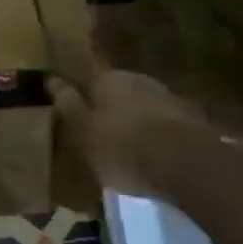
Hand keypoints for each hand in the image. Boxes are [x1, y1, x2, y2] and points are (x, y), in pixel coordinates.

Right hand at [48, 65, 216, 196]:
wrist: (189, 166)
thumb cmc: (122, 147)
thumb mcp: (82, 130)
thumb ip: (68, 104)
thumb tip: (51, 79)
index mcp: (107, 78)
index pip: (85, 77)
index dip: (78, 93)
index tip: (71, 105)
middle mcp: (138, 80)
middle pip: (115, 89)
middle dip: (107, 105)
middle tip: (97, 128)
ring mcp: (168, 98)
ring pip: (141, 104)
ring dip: (133, 118)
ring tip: (125, 143)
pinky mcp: (191, 120)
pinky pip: (163, 123)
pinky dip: (155, 132)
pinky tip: (152, 150)